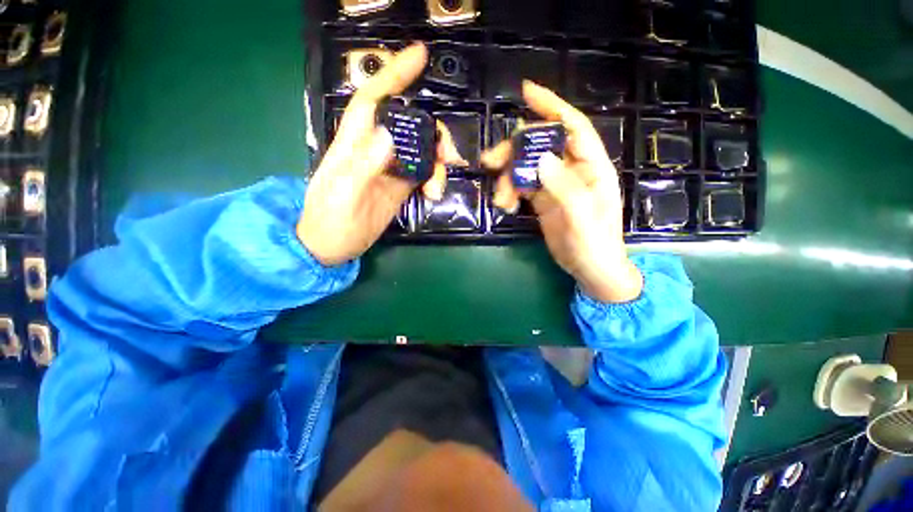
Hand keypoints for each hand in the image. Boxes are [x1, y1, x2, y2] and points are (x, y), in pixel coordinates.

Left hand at [298, 43, 465, 266]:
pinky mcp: (399, 187)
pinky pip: (422, 173)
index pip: (372, 100)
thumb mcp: (343, 195)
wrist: (332, 246)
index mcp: (354, 145)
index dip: (394, 75)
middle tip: (448, 155)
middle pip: (408, 127)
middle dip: (431, 134)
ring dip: (436, 163)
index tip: (419, 56)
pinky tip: (434, 193)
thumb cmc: (329, 221)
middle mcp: (374, 151)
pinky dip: (433, 179)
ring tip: (438, 187)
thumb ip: (363, 166)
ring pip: (420, 151)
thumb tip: (389, 137)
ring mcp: (389, 170)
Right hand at [481, 81, 642, 302]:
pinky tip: (504, 204)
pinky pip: (521, 186)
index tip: (526, 92)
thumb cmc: (595, 244)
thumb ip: (564, 187)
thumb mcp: (582, 218)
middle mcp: (572, 170)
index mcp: (592, 167)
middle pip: (540, 146)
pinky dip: (509, 192)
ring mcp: (555, 185)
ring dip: (508, 178)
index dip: (551, 107)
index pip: (572, 128)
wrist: (590, 270)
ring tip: (500, 200)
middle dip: (514, 151)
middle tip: (490, 162)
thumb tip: (541, 158)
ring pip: (526, 167)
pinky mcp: (542, 200)